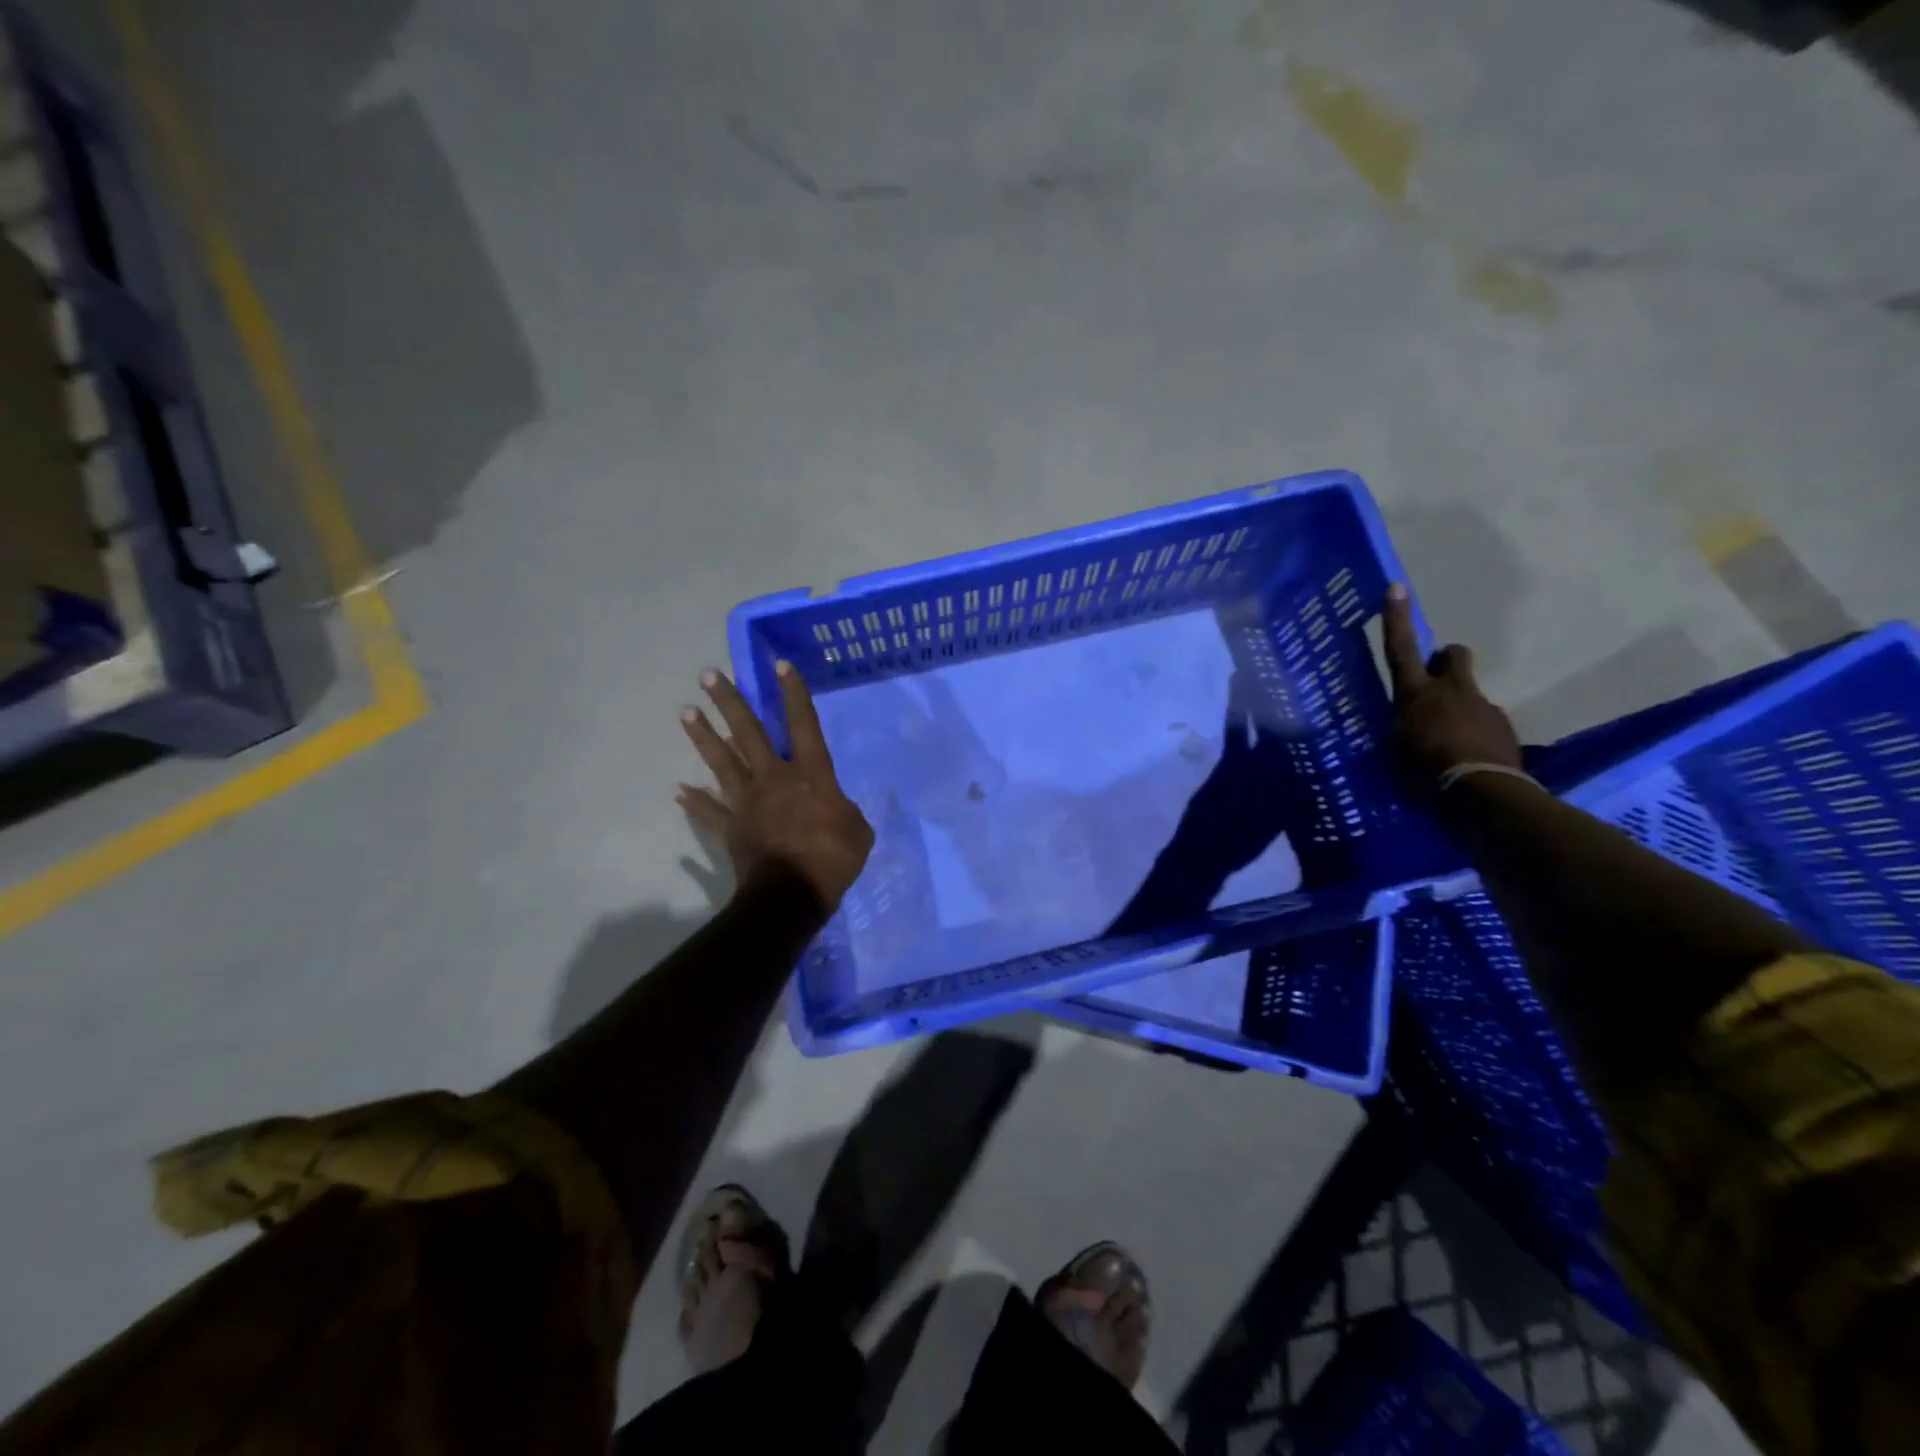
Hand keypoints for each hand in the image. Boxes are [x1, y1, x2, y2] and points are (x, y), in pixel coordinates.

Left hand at [679, 663, 874, 907]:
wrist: (792, 895)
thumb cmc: (832, 858)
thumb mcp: (858, 830)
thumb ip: (845, 811)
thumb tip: (835, 809)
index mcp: (809, 774)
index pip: (802, 725)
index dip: (794, 694)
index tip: (779, 665)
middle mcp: (773, 778)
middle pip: (748, 733)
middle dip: (729, 703)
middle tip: (708, 676)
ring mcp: (747, 802)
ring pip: (722, 763)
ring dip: (703, 737)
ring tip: (686, 713)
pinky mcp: (731, 828)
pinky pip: (710, 812)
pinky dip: (695, 803)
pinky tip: (678, 791)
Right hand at [1382, 583, 1521, 785]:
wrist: (1479, 792)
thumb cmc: (1423, 769)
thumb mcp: (1396, 747)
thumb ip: (1403, 726)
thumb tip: (1405, 722)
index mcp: (1417, 693)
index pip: (1401, 649)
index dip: (1397, 619)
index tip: (1397, 587)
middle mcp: (1452, 691)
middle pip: (1453, 656)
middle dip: (1445, 660)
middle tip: (1436, 682)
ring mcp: (1483, 706)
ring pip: (1469, 694)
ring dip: (1459, 708)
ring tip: (1449, 741)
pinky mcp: (1504, 728)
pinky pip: (1484, 722)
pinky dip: (1475, 733)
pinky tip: (1468, 758)